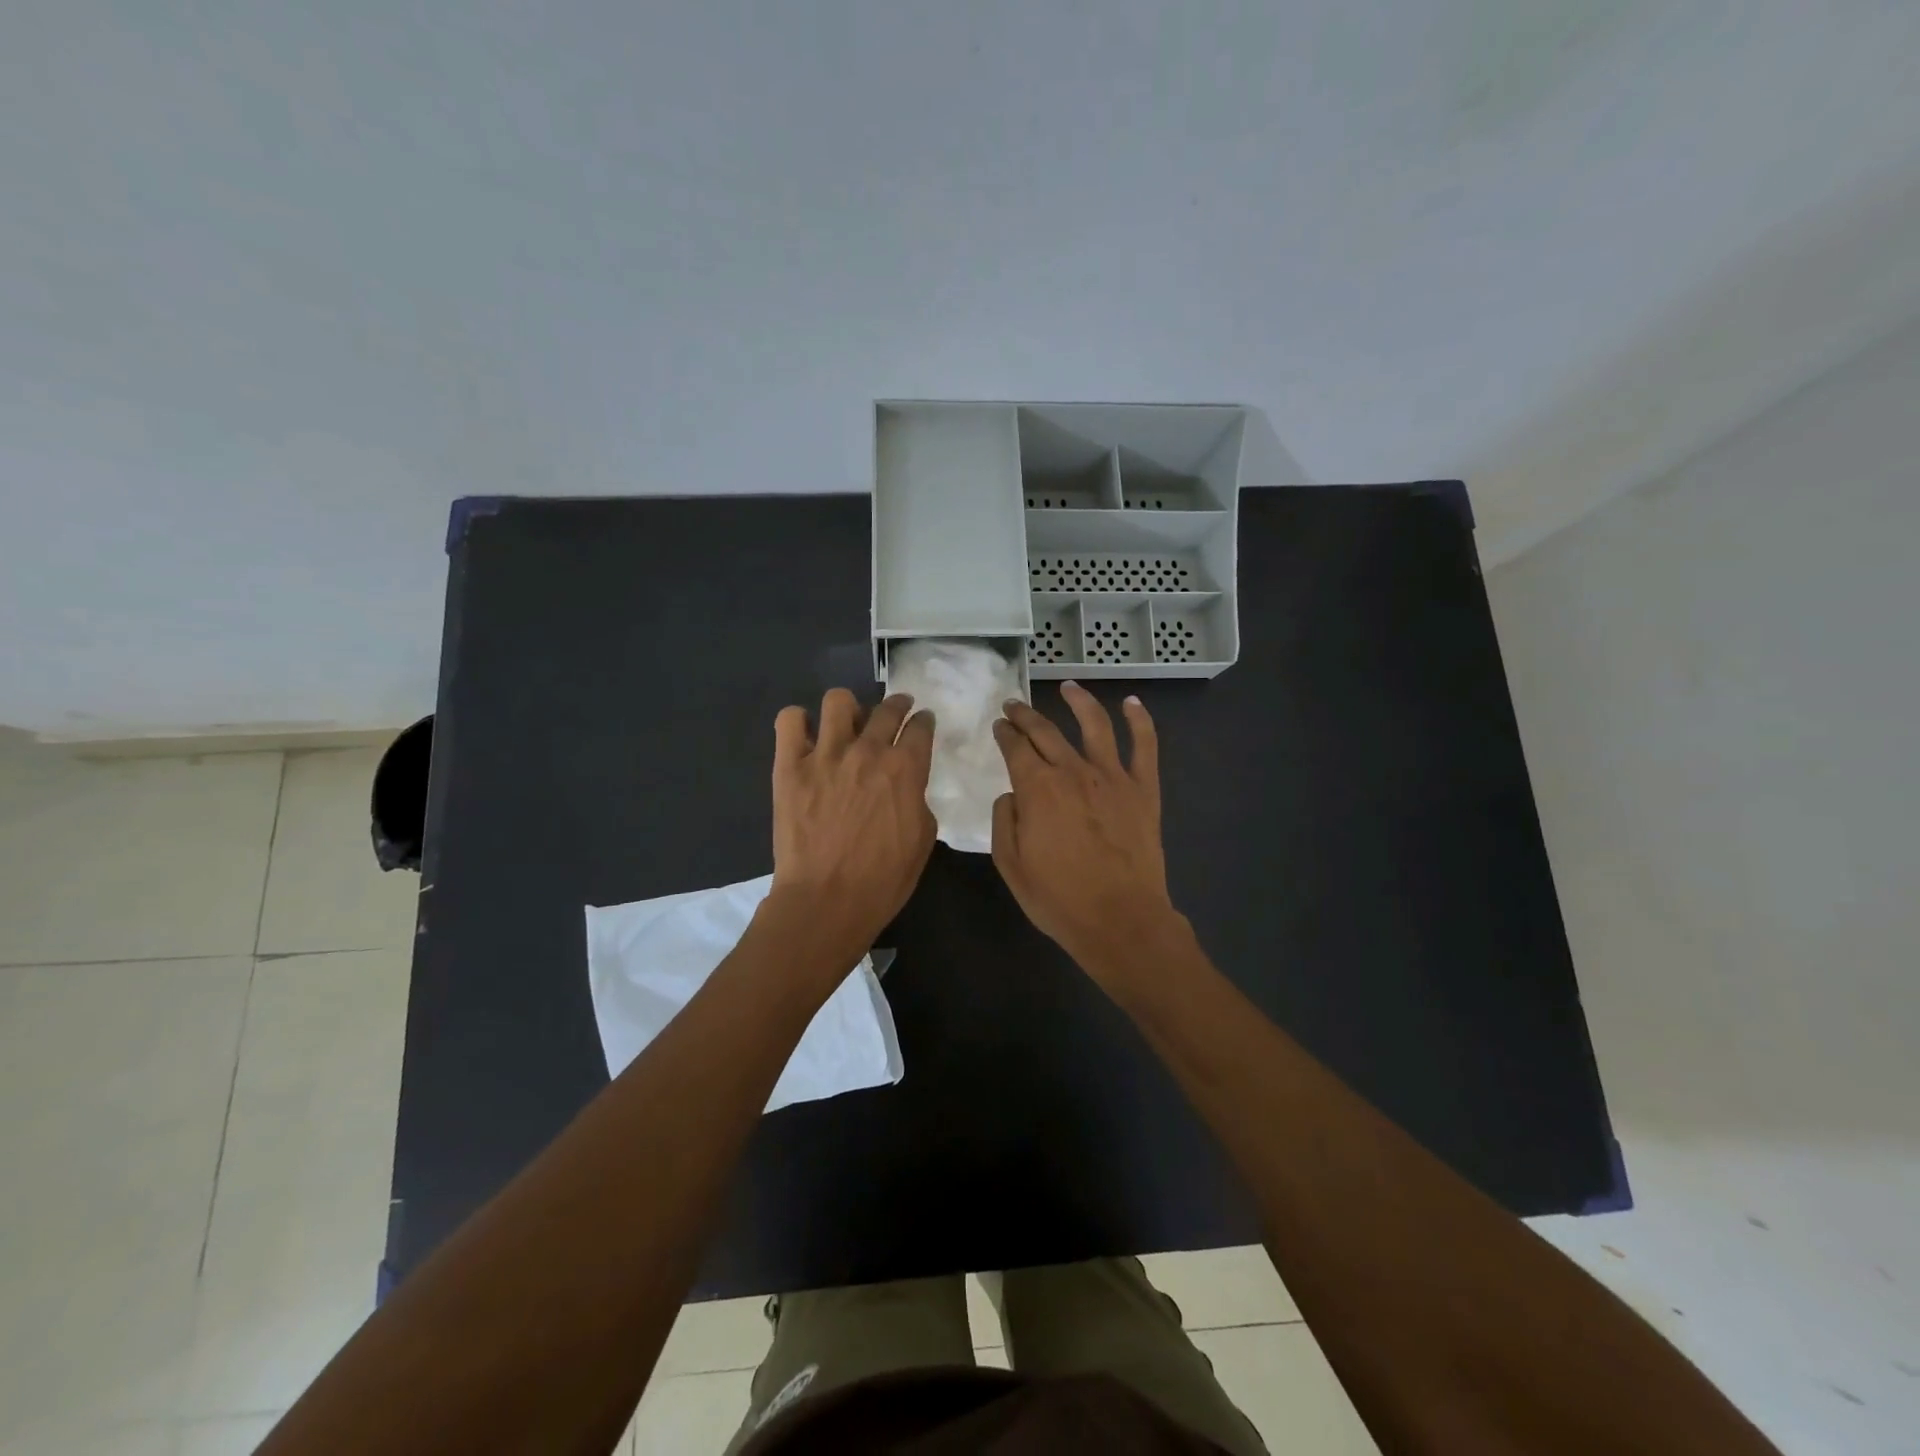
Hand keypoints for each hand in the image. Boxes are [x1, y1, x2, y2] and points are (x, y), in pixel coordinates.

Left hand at [769, 689, 936, 960]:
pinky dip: (798, 722)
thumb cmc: (883, 879)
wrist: (826, 901)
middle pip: (886, 708)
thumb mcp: (922, 839)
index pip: (921, 727)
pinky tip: (806, 737)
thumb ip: (917, 799)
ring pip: (838, 701)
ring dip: (848, 709)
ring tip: (847, 724)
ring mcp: (825, 754)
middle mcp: (867, 751)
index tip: (922, 722)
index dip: (924, 721)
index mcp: (905, 769)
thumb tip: (907, 786)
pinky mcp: (790, 766)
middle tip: (895, 713)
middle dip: (896, 705)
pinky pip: (789, 720)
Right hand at [990, 683, 1179, 974]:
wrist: (1120, 920)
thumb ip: (1004, 821)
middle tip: (1014, 706)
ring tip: (1068, 686)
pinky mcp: (1143, 789)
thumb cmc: (1059, 899)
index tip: (999, 726)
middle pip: (1046, 731)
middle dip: (1026, 715)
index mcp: (1037, 789)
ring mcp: (1113, 777)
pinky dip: (1140, 720)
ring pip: (1094, 725)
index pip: (1015, 747)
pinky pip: (1145, 746)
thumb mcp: (1011, 866)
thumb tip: (1011, 794)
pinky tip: (1132, 703)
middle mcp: (1073, 771)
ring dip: (1079, 701)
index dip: (1004, 733)